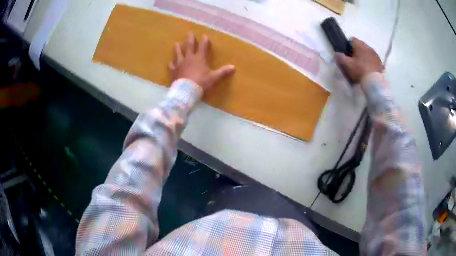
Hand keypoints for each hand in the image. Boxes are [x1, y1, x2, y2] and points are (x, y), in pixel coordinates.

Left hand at [169, 32, 234, 90]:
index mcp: (199, 58)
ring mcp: (180, 64)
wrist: (186, 91)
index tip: (204, 36)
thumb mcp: (214, 78)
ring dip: (178, 48)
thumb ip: (223, 72)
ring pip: (178, 53)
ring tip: (176, 43)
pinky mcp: (173, 71)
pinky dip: (171, 63)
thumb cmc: (201, 83)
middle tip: (189, 33)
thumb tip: (233, 67)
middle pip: (189, 46)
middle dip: (190, 39)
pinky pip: (171, 65)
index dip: (204, 41)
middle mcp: (189, 58)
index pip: (203, 46)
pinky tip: (171, 62)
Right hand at [335, 38, 382, 83]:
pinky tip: (368, 69)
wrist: (374, 83)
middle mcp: (368, 47)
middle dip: (357, 51)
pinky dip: (370, 62)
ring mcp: (375, 55)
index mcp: (360, 45)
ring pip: (367, 52)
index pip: (352, 39)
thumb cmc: (360, 71)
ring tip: (362, 65)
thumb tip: (336, 53)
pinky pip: (373, 59)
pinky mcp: (380, 63)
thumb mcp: (347, 65)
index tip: (346, 53)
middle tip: (353, 60)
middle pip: (360, 45)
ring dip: (364, 56)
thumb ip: (340, 57)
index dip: (348, 45)